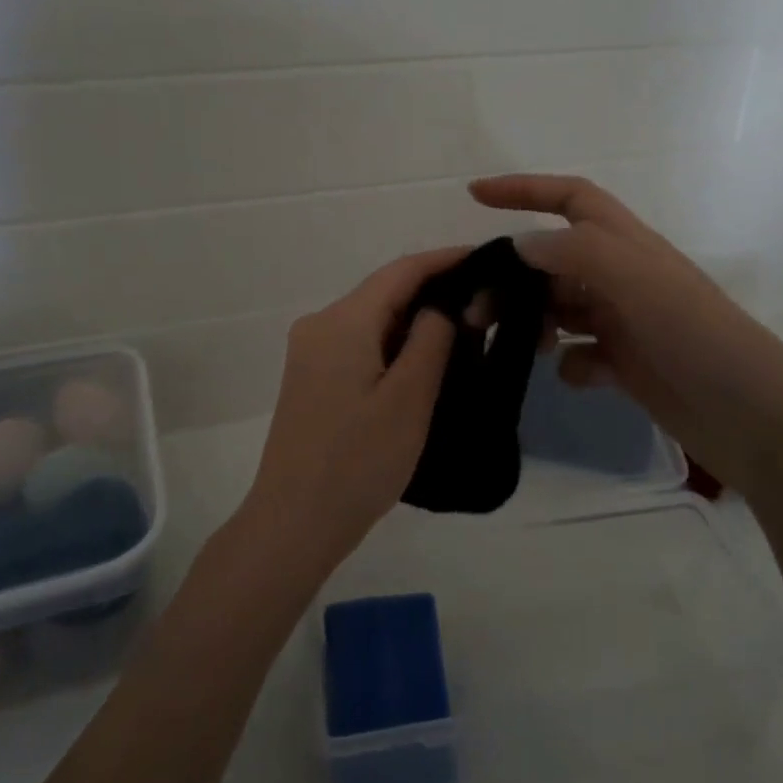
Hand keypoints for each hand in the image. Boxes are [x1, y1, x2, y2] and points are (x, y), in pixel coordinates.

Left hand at [244, 248, 462, 561]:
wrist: (294, 523)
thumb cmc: (357, 462)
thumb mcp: (409, 398)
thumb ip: (432, 339)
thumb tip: (443, 305)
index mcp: (342, 322)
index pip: (401, 271)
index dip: (446, 259)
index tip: (489, 259)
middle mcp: (320, 325)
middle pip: (384, 292)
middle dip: (435, 290)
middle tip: (488, 299)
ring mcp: (311, 352)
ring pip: (373, 318)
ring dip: (416, 318)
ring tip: (467, 327)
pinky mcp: (312, 378)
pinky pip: (360, 343)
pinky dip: (395, 343)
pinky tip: (426, 358)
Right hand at [470, 174, 782, 488]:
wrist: (752, 416)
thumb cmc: (695, 336)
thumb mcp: (637, 281)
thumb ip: (575, 254)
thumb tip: (520, 244)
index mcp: (626, 244)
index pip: (569, 199)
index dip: (523, 190)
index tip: (474, 195)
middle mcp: (621, 277)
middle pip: (552, 261)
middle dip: (513, 277)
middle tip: (478, 309)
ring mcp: (625, 322)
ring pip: (561, 308)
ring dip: (535, 321)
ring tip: (519, 345)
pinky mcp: (627, 364)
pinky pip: (582, 354)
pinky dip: (571, 363)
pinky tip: (579, 376)